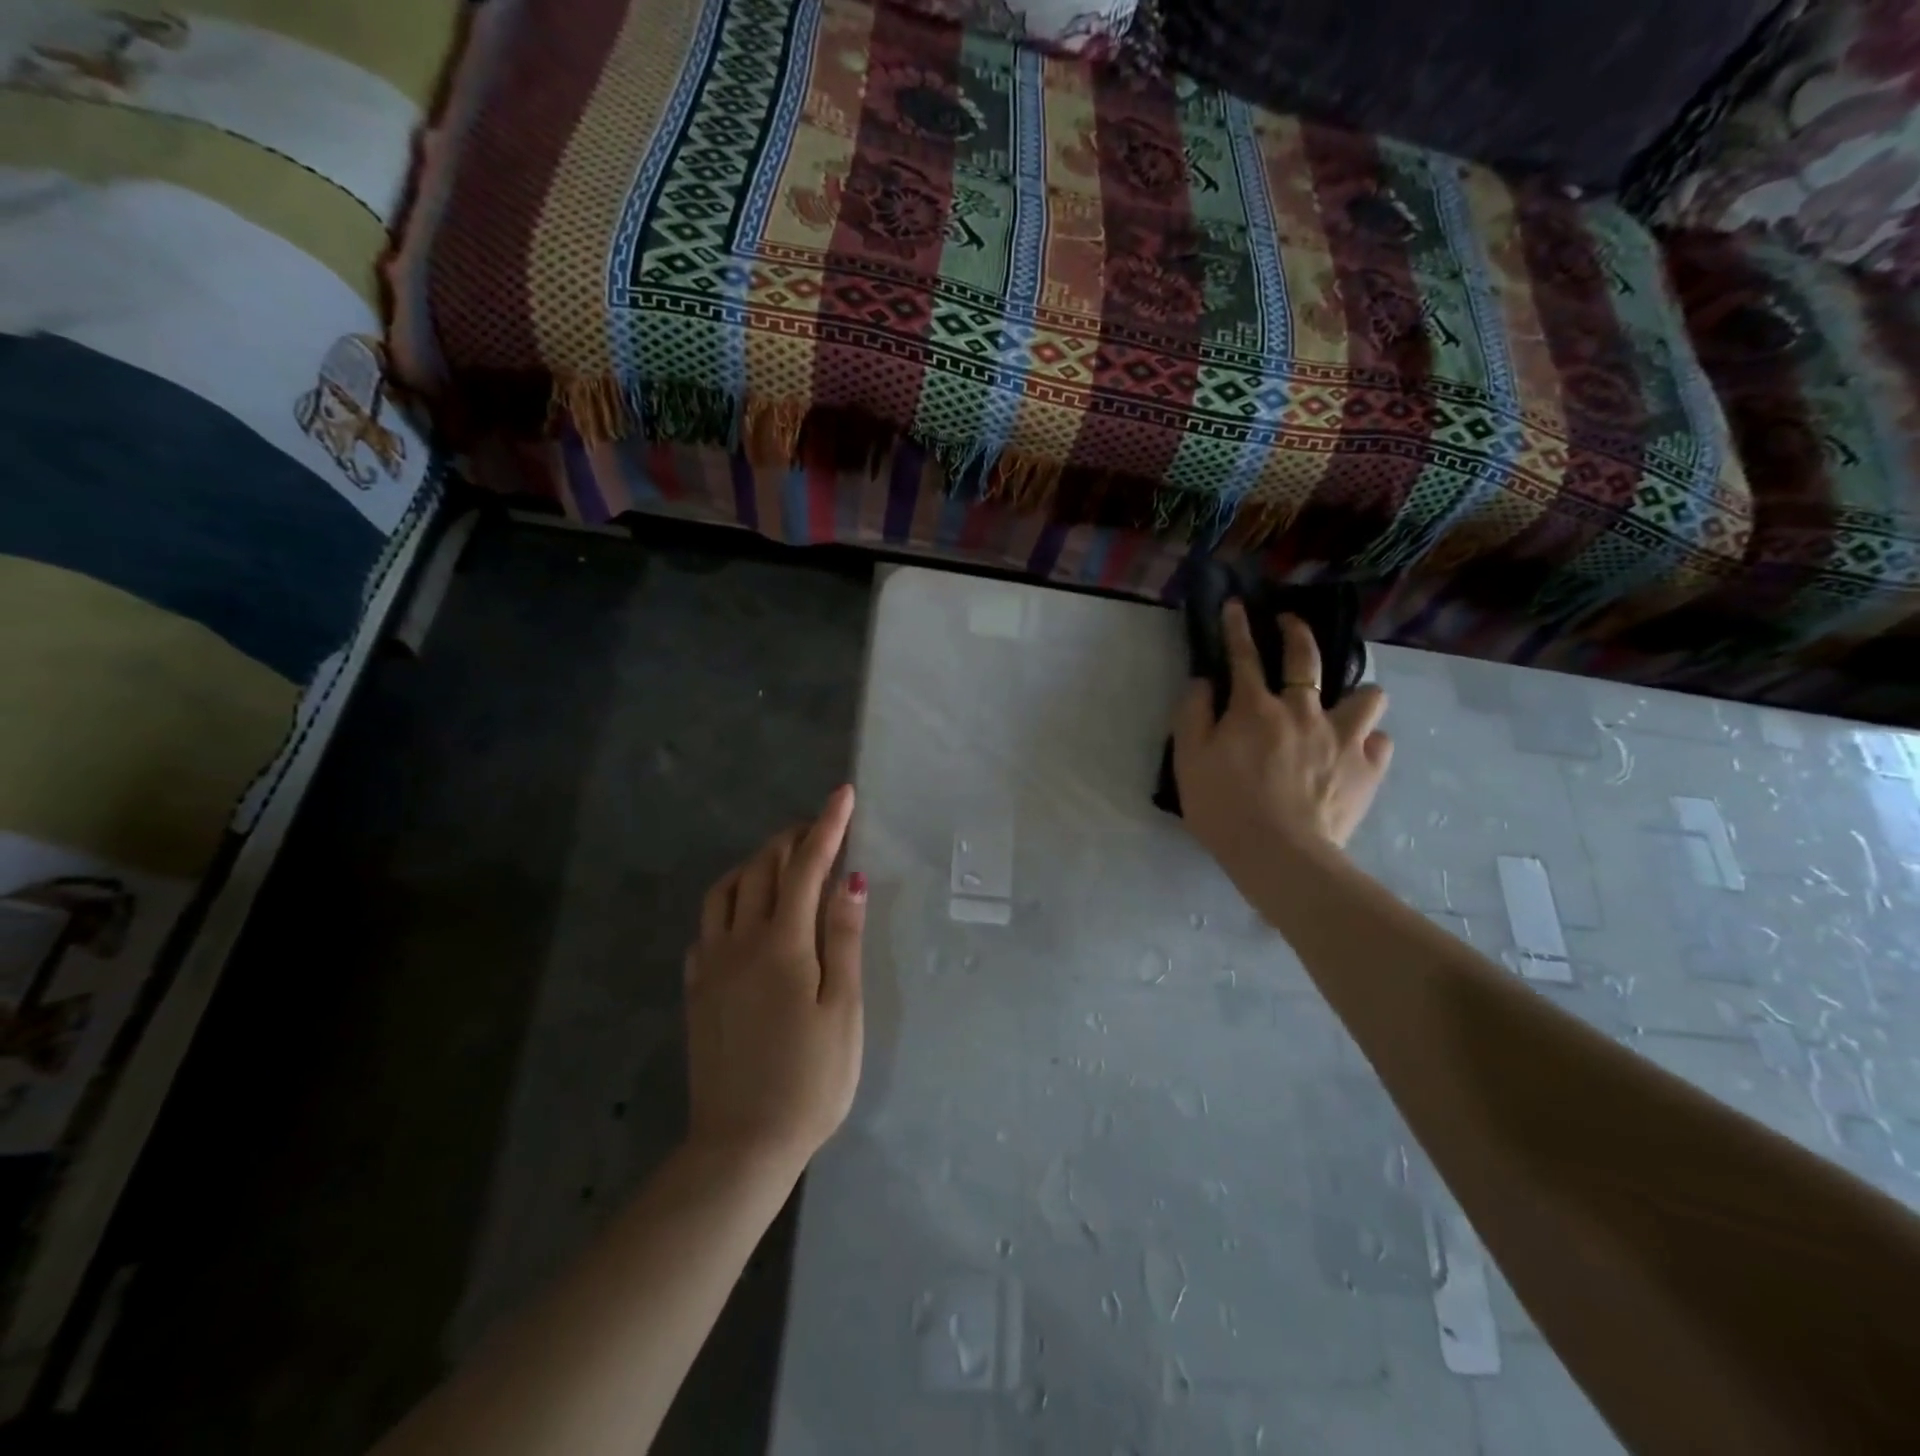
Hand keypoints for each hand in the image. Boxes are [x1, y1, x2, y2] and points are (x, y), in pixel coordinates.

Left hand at [684, 785, 865, 1175]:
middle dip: (792, 838)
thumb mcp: (843, 1009)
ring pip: (725, 890)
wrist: (742, 1144)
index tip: (842, 794)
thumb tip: (850, 880)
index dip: (827, 826)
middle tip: (820, 829)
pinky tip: (745, 915)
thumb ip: (844, 939)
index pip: (805, 866)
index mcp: (783, 944)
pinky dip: (729, 902)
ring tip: (783, 863)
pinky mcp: (697, 990)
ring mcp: (711, 965)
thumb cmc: (810, 1079)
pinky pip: (707, 925)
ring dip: (755, 863)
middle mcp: (739, 942)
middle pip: (762, 868)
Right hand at [1172, 601, 1393, 875]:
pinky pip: (1381, 742)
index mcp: (1256, 708)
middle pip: (1307, 657)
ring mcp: (1344, 738)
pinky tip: (1356, 753)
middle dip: (1297, 632)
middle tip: (1290, 624)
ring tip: (1344, 706)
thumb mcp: (1188, 761)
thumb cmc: (1224, 807)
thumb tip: (1204, 683)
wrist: (1280, 855)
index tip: (1236, 605)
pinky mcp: (1369, 769)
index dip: (1237, 626)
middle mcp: (1304, 711)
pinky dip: (1368, 743)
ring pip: (1368, 695)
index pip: (1244, 655)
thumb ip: (1192, 714)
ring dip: (1355, 695)